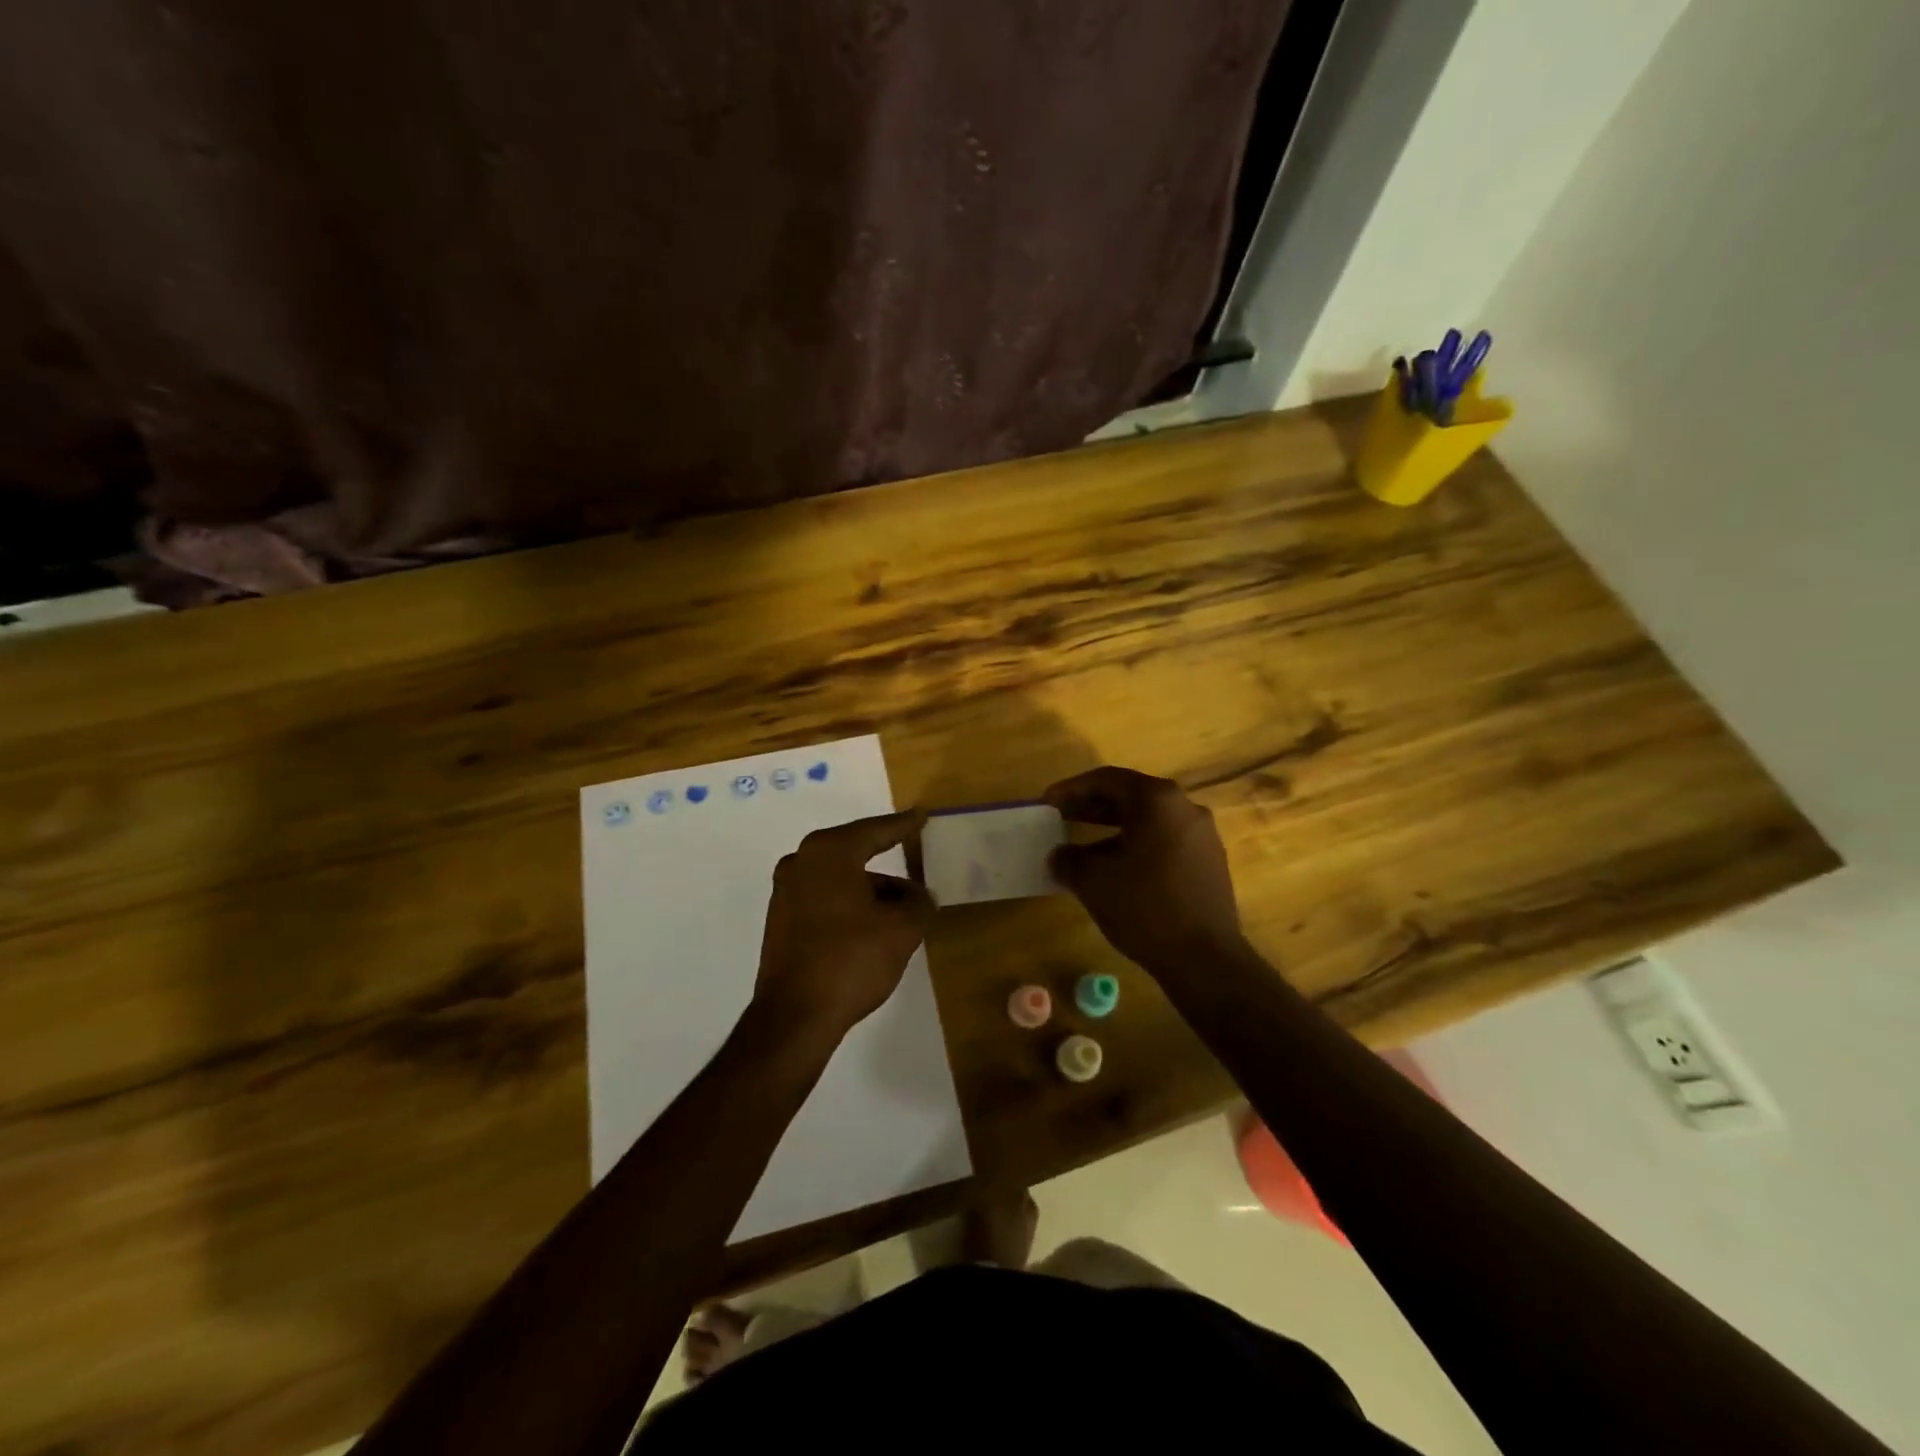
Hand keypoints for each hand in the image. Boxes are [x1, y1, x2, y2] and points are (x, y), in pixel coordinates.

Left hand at [753, 810, 934, 1040]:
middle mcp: (802, 862)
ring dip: (872, 890)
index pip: (875, 830)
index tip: (922, 816)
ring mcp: (786, 892)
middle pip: (855, 853)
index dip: (903, 825)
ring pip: (841, 879)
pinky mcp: (782, 920)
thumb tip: (921, 896)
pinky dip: (851, 905)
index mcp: (829, 852)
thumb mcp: (902, 929)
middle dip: (888, 863)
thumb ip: (919, 903)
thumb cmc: (851, 959)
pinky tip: (874, 926)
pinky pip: (825, 899)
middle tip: (915, 861)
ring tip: (904, 910)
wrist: (795, 1016)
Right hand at [1045, 767, 1244, 975]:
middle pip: (1130, 796)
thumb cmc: (1145, 907)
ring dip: (1113, 827)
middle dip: (1092, 806)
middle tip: (1061, 817)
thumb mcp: (1092, 881)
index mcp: (1158, 800)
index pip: (1107, 779)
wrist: (1205, 959)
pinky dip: (1136, 844)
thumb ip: (1068, 859)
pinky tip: (1117, 868)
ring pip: (1148, 820)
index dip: (1072, 789)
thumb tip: (1059, 855)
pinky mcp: (1209, 862)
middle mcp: (1185, 808)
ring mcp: (1202, 835)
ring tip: (1083, 845)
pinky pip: (1164, 840)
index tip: (1048, 802)